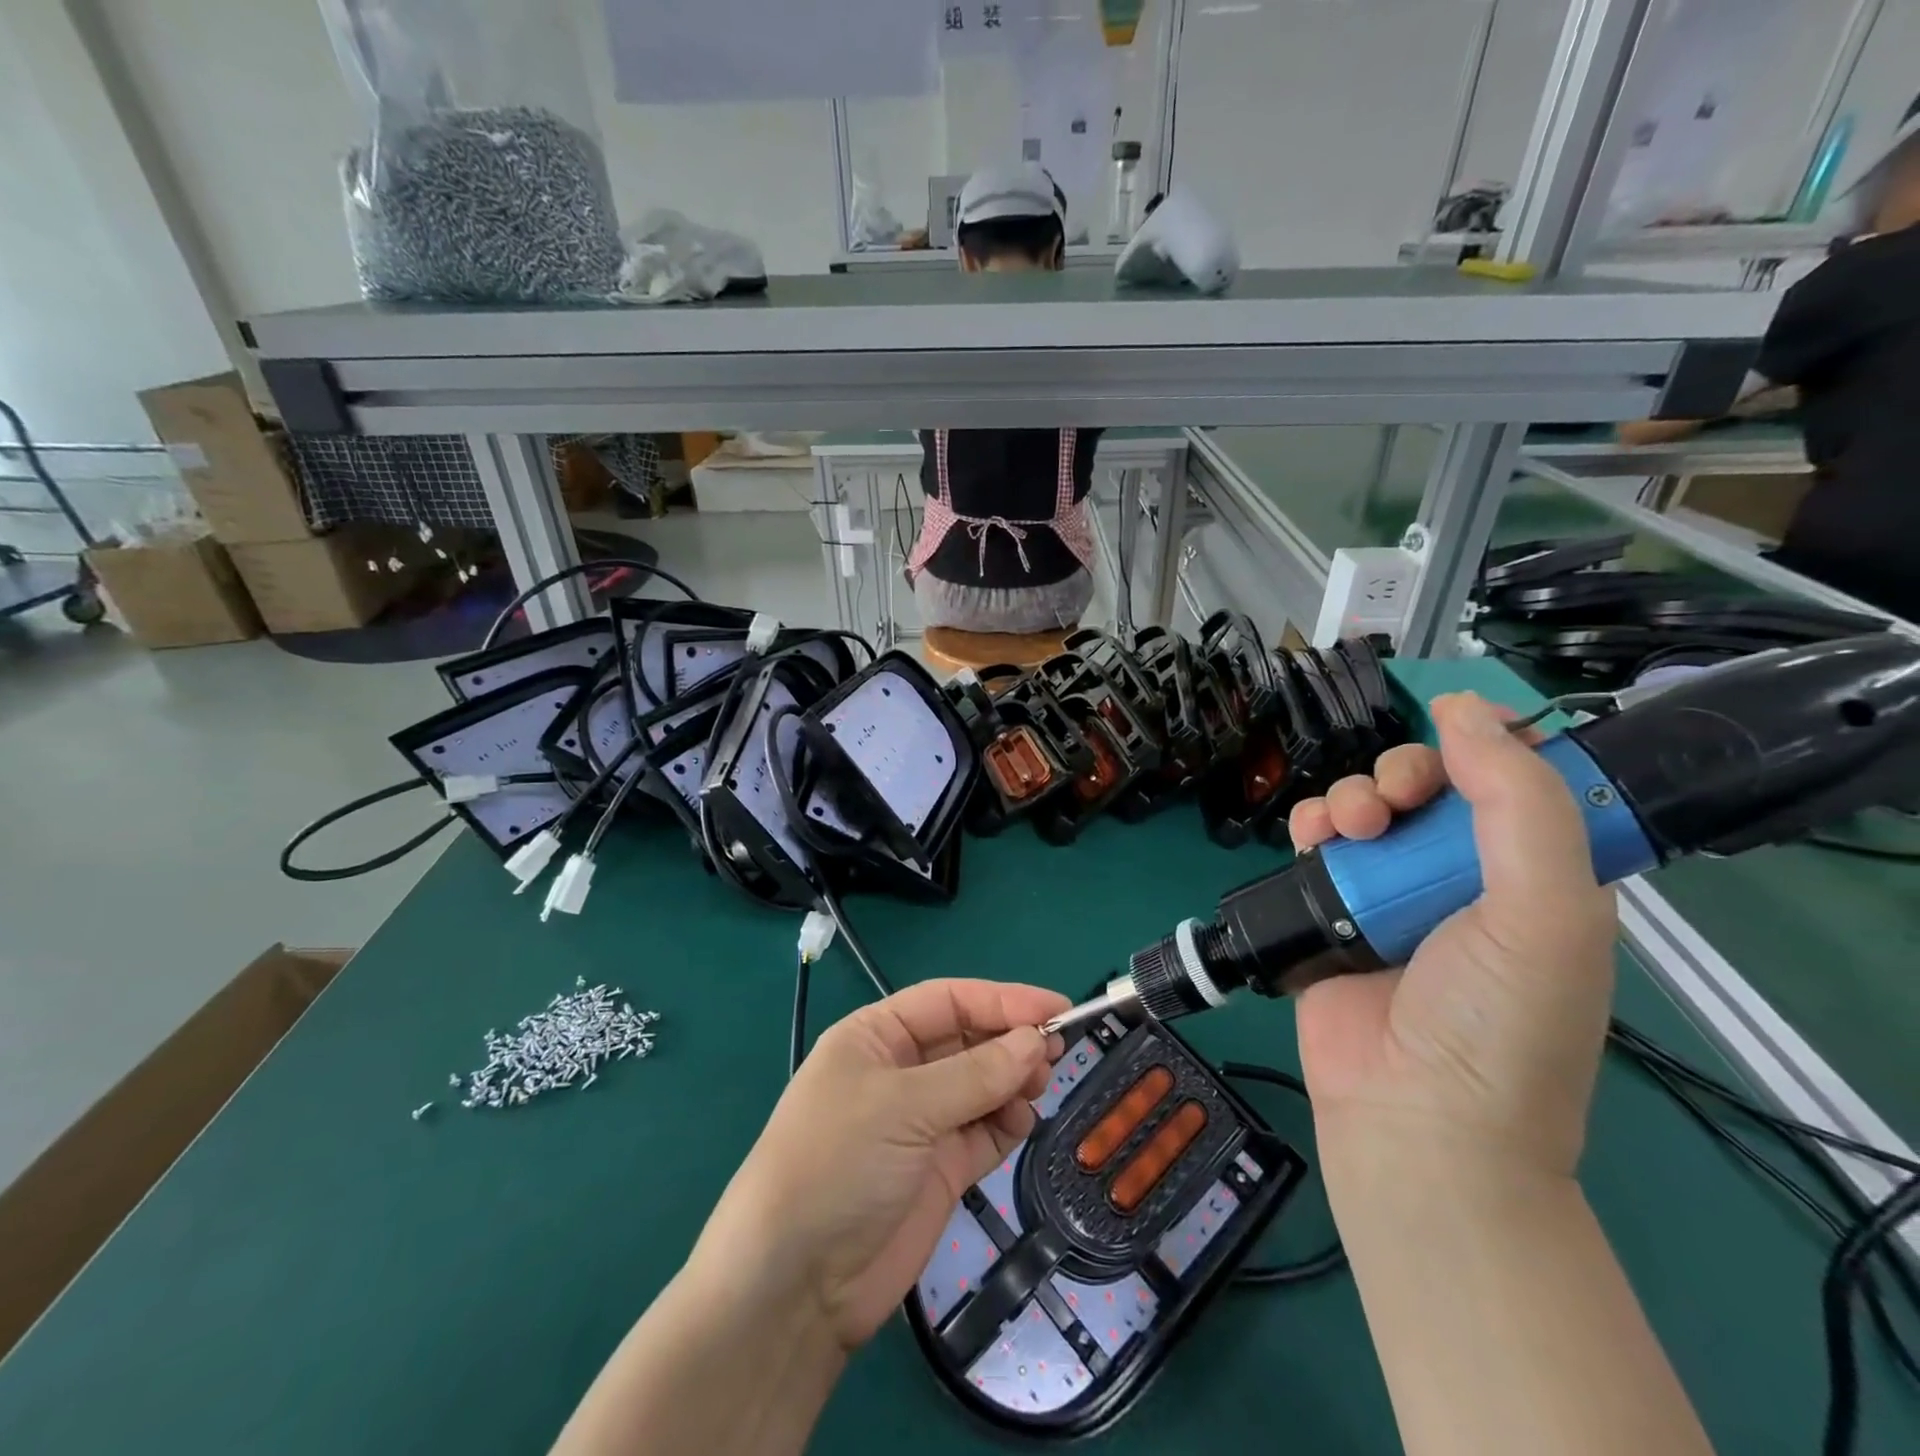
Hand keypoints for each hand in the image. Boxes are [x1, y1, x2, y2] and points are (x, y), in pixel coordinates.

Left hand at [697, 979, 1067, 1352]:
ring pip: (981, 1084)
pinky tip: (1021, 1121)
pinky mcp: (939, 1169)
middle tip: (1055, 1050)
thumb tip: (1036, 1040)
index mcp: (876, 1037)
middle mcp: (900, 1072)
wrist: (795, 1287)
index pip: (948, 1001)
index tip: (1056, 1006)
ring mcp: (920, 1122)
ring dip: (1013, 1080)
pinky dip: (1007, 1121)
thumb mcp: (903, 1106)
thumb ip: (975, 1074)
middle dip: (1010, 1040)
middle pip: (968, 1040)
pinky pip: (984, 1130)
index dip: (1002, 999)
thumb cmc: (838, 1164)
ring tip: (1038, 1086)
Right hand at [1287, 693, 1617, 1179]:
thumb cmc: (1497, 1021)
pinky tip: (1310, 837)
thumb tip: (1465, 709)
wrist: (1413, 1118)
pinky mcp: (1332, 911)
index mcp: (1536, 874)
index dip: (1484, 745)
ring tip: (1343, 828)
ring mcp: (1391, 894)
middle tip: (1390, 802)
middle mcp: (1462, 877)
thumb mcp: (1544, 911)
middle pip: (1428, 786)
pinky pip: (1318, 844)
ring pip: (1366, 807)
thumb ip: (1519, 804)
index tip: (1450, 731)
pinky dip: (1310, 827)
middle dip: (1402, 774)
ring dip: (1350, 798)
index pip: (1516, 780)